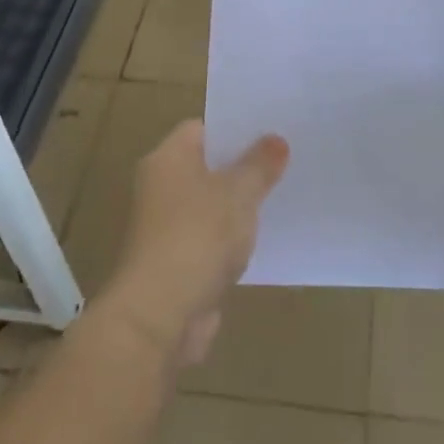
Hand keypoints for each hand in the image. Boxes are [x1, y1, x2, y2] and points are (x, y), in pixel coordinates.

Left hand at [104, 121, 288, 366]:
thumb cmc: (197, 237)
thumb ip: (259, 165)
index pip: (202, 128)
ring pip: (210, 205)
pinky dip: (231, 240)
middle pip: (207, 166)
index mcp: (168, 158)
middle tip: (284, 162)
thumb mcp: (239, 193)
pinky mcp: (176, 262)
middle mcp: (160, 186)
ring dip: (238, 206)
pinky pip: (210, 239)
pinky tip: (263, 239)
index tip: (270, 131)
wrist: (159, 315)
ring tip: (282, 197)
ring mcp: (165, 227)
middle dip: (242, 167)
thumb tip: (276, 140)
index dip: (235, 128)